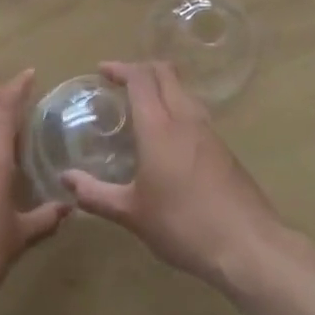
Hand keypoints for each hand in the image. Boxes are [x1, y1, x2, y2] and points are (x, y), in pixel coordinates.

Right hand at [61, 61, 284, 290]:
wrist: (248, 245)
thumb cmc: (183, 225)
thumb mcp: (132, 214)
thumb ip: (96, 194)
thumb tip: (66, 180)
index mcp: (160, 127)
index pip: (140, 79)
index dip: (121, 68)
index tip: (102, 70)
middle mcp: (186, 119)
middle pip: (166, 74)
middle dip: (142, 69)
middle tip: (120, 81)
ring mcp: (209, 133)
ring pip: (184, 91)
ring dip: (162, 87)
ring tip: (142, 106)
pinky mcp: (224, 149)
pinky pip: (196, 113)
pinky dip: (177, 108)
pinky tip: (169, 137)